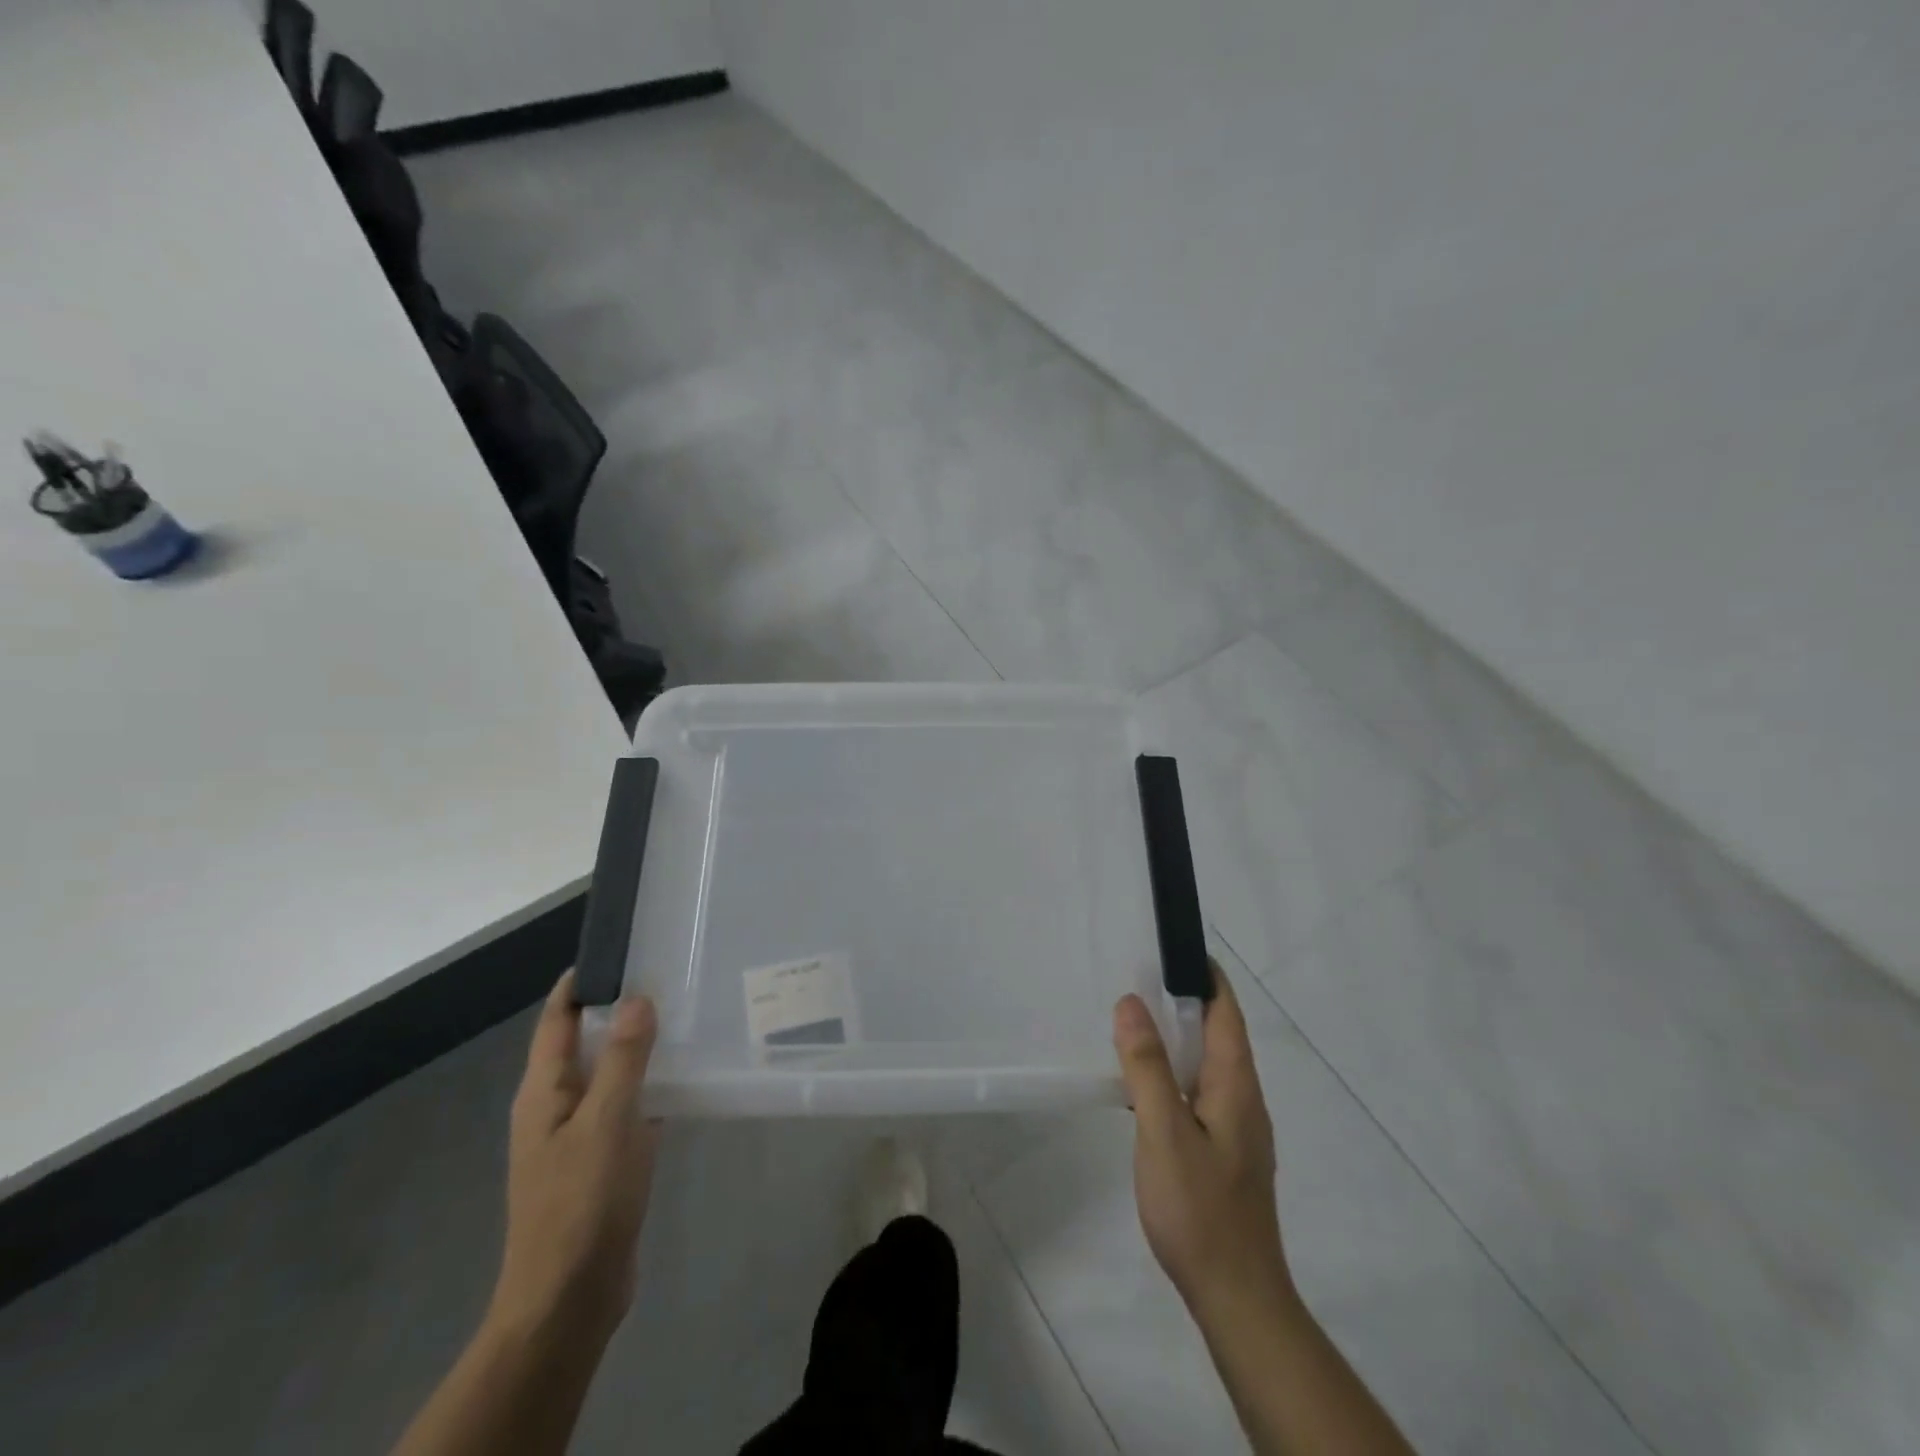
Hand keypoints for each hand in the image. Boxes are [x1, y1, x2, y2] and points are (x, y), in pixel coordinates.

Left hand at [489, 972, 662, 1354]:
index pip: (557, 1019)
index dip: (582, 982)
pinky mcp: (603, 1158)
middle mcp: (556, 1104)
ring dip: (638, 1045)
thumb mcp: (607, 1122)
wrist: (569, 1297)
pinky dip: (650, 1083)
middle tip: (668, 974)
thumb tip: (637, 997)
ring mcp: (579, 1133)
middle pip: (584, 1041)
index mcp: (544, 1091)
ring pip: (610, 1072)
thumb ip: (624, 1058)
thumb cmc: (582, 1203)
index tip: (623, 948)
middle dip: (619, 1007)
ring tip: (684, 1014)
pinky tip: (685, 1075)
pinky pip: (626, 1104)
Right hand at [1113, 963, 1291, 1321]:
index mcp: (1236, 1085)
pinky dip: (1174, 1070)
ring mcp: (1237, 1127)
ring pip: (1207, 1064)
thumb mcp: (1164, 1132)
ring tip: (1134, 1021)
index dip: (1205, 975)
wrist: (1236, 1296)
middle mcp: (1243, 1098)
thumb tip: (1131, 1003)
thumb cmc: (1200, 1209)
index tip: (1173, 947)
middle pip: (1219, 1033)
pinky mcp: (1224, 1150)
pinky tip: (1145, 1083)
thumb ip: (1146, 1066)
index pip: (1227, 1012)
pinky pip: (1199, 1091)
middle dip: (1185, 1000)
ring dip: (1178, 1036)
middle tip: (1138, 977)